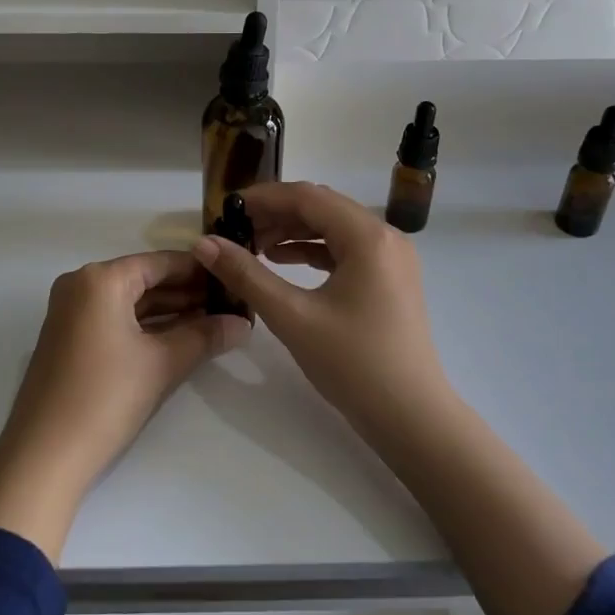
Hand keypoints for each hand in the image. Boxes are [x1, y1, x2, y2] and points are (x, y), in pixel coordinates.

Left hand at [0, 251, 247, 559]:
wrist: (43, 458)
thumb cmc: (105, 398)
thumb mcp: (162, 364)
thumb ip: (205, 336)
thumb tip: (243, 323)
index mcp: (100, 279)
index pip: (161, 262)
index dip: (201, 271)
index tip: (235, 280)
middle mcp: (81, 286)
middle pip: (145, 280)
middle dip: (188, 293)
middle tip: (232, 304)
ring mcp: (71, 314)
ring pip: (131, 303)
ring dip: (171, 312)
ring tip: (215, 322)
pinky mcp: (70, 341)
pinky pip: (116, 321)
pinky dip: (147, 328)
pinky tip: (181, 339)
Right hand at [193, 181, 451, 418]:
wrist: (411, 417)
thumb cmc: (353, 364)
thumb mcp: (292, 317)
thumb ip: (246, 275)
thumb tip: (204, 243)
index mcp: (368, 236)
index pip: (307, 197)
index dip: (263, 198)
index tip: (225, 209)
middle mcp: (385, 236)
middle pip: (322, 207)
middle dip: (276, 214)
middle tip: (235, 230)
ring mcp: (392, 258)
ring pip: (334, 227)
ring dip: (293, 231)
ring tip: (252, 246)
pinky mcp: (390, 278)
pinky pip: (346, 249)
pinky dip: (313, 250)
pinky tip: (282, 260)